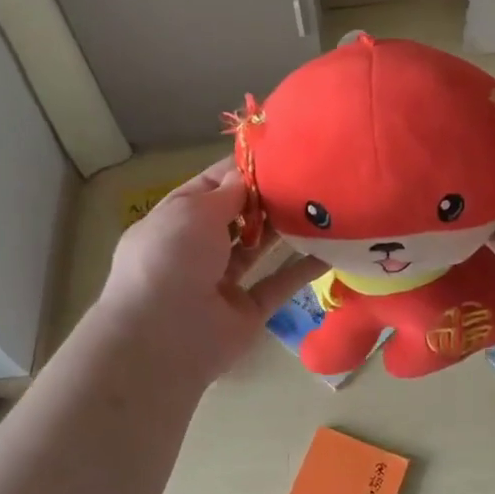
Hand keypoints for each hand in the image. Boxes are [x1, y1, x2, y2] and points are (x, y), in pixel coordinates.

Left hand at [99, 159, 324, 385]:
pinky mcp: (248, 311)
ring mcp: (222, 282)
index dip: (242, 171)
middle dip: (266, 198)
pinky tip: (331, 250)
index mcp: (175, 220)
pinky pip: (278, 284)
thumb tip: (247, 177)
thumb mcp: (193, 211)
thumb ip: (228, 193)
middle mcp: (196, 249)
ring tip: (321, 206)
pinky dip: (302, 269)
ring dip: (284, 229)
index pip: (211, 187)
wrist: (163, 338)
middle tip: (307, 179)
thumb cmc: (170, 258)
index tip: (279, 155)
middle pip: (237, 217)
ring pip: (258, 248)